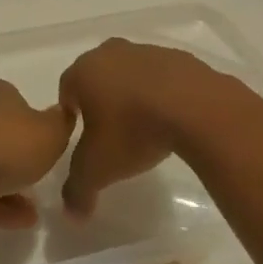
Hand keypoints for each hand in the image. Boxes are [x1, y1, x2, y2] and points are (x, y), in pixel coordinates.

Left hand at [0, 80, 72, 228]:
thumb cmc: (5, 146)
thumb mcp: (51, 134)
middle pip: (1, 133)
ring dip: (9, 187)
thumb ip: (61, 124)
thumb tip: (60, 113)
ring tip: (32, 215)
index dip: (36, 125)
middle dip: (20, 158)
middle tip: (39, 181)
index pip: (20, 103)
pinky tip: (15, 223)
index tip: (48, 149)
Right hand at [57, 39, 233, 218]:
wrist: (197, 109)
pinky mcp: (180, 57)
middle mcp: (111, 52)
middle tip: (112, 132)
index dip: (71, 114)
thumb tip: (71, 213)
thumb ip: (78, 190)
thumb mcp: (98, 169)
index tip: (84, 137)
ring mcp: (147, 50)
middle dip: (101, 101)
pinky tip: (173, 118)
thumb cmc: (134, 131)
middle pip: (98, 77)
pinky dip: (163, 93)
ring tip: (146, 127)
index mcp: (84, 71)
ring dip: (133, 94)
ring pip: (130, 74)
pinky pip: (162, 77)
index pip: (66, 89)